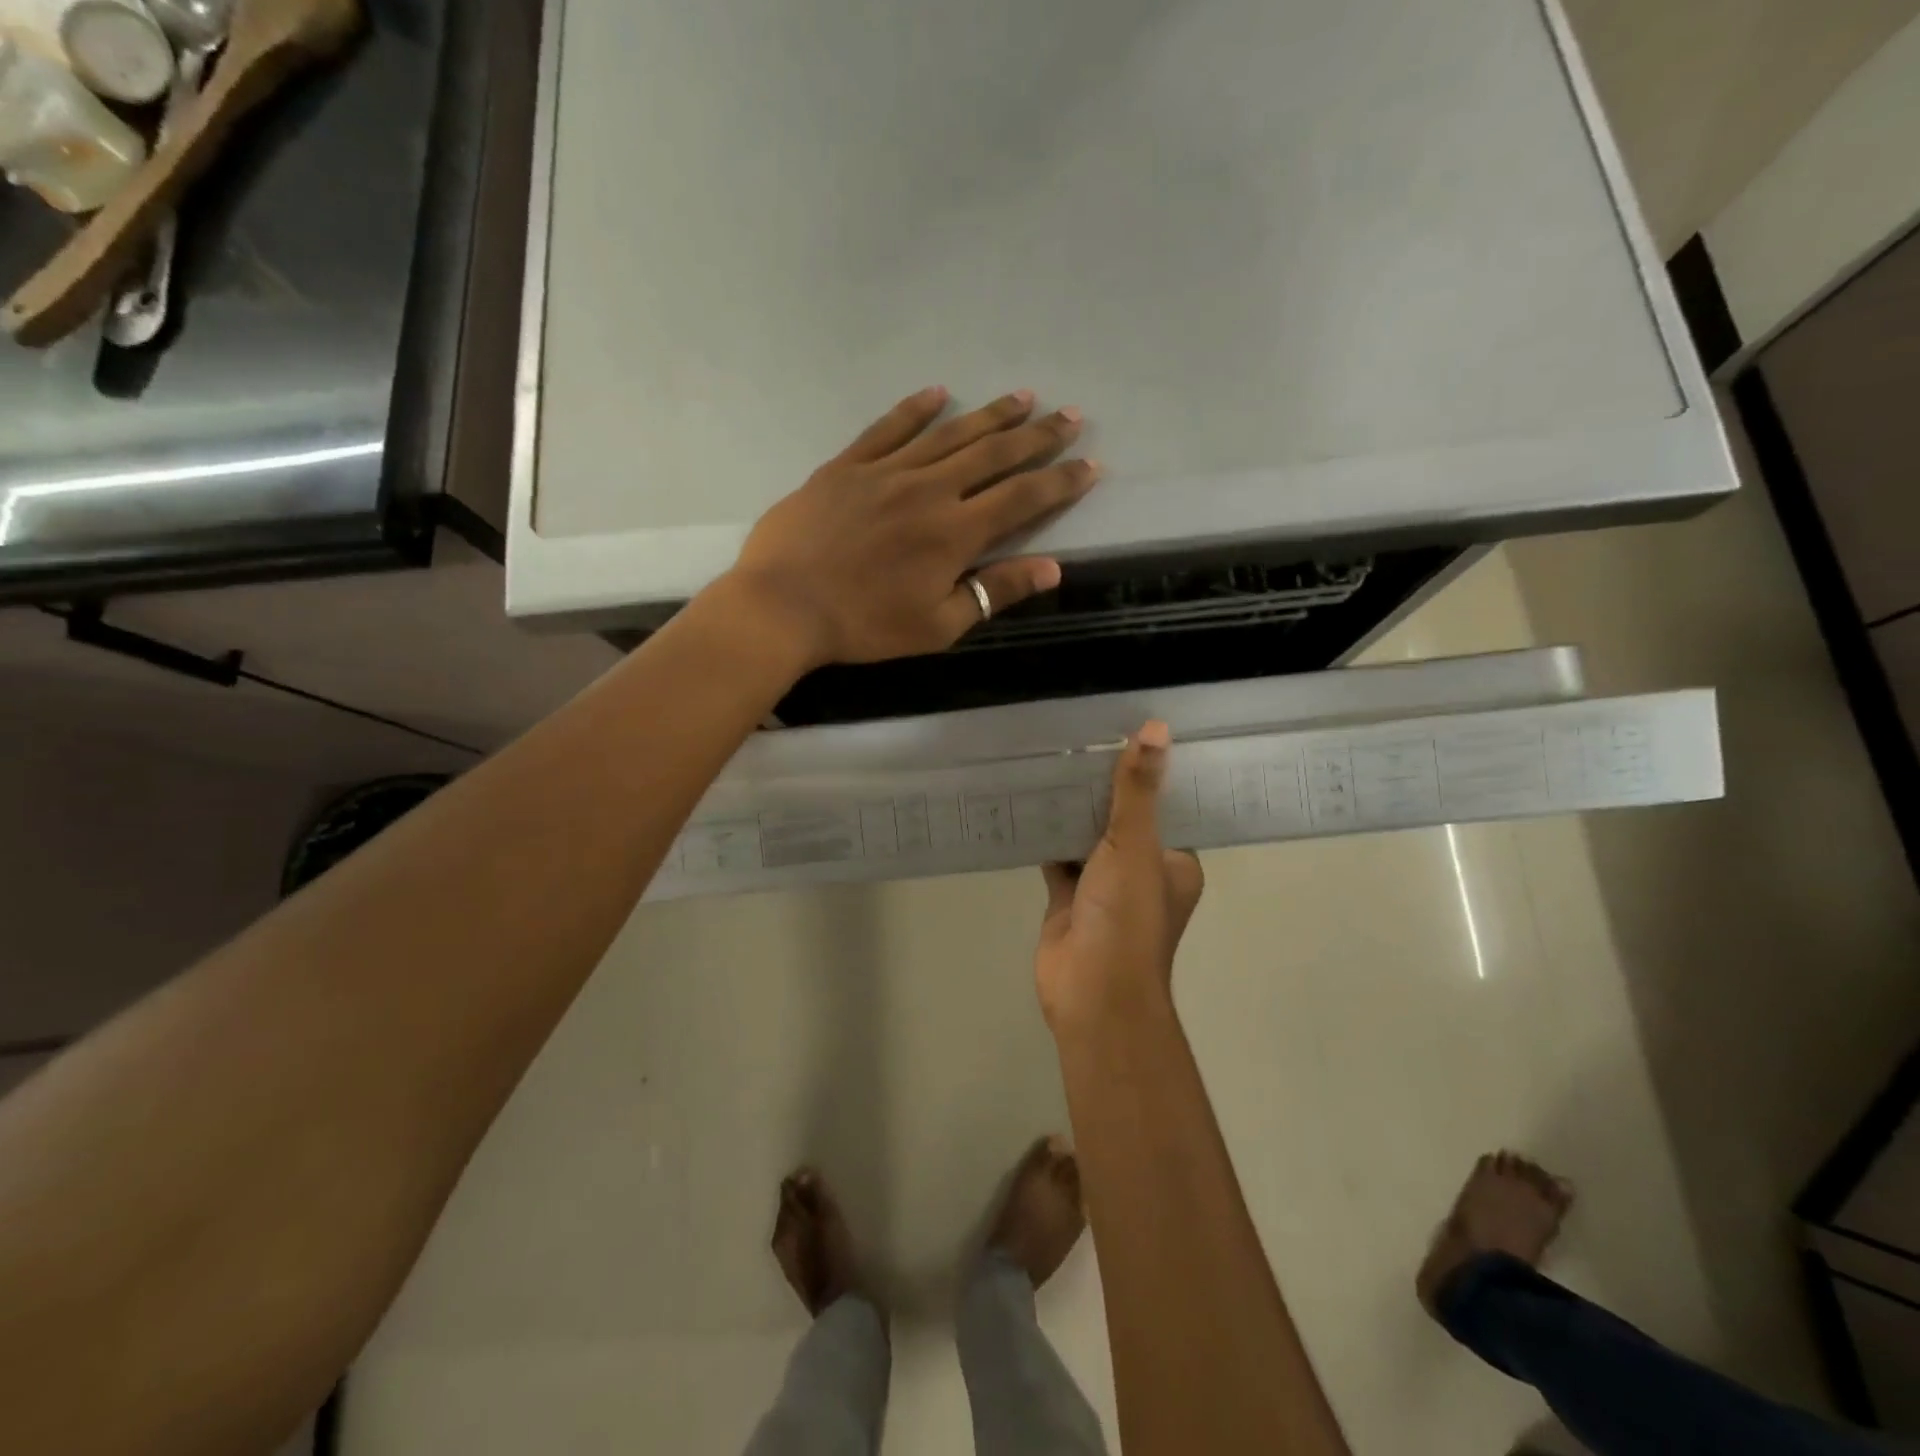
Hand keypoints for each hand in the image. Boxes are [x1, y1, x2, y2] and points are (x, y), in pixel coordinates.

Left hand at [726, 386, 1098, 667]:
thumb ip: (994, 591)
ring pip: (949, 434)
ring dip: (990, 415)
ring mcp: (886, 471)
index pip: (1023, 498)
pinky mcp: (847, 466)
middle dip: (1038, 436)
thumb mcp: (938, 625)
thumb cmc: (864, 626)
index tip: (1090, 465)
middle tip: (1070, 416)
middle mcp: (929, 489)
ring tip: (1023, 397)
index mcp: (955, 532)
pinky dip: (915, 409)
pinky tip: (938, 392)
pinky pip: (887, 428)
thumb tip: (1052, 568)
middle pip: (994, 454)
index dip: (1060, 481)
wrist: (783, 606)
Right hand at [1035, 722, 1204, 1031]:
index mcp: (1175, 862)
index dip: (1154, 774)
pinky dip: (1047, 835)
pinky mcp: (1069, 898)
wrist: (1090, 991)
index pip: (1169, 808)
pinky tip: (1029, 801)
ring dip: (1074, 810)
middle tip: (1085, 735)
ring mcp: (1104, 887)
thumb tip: (1156, 729)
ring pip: (1089, 838)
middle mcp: (1143, 872)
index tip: (1134, 730)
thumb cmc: (1126, 917)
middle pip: (1125, 820)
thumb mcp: (1136, 845)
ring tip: (1055, 758)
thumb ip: (1139, 790)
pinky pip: (1058, 857)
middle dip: (1106, 788)